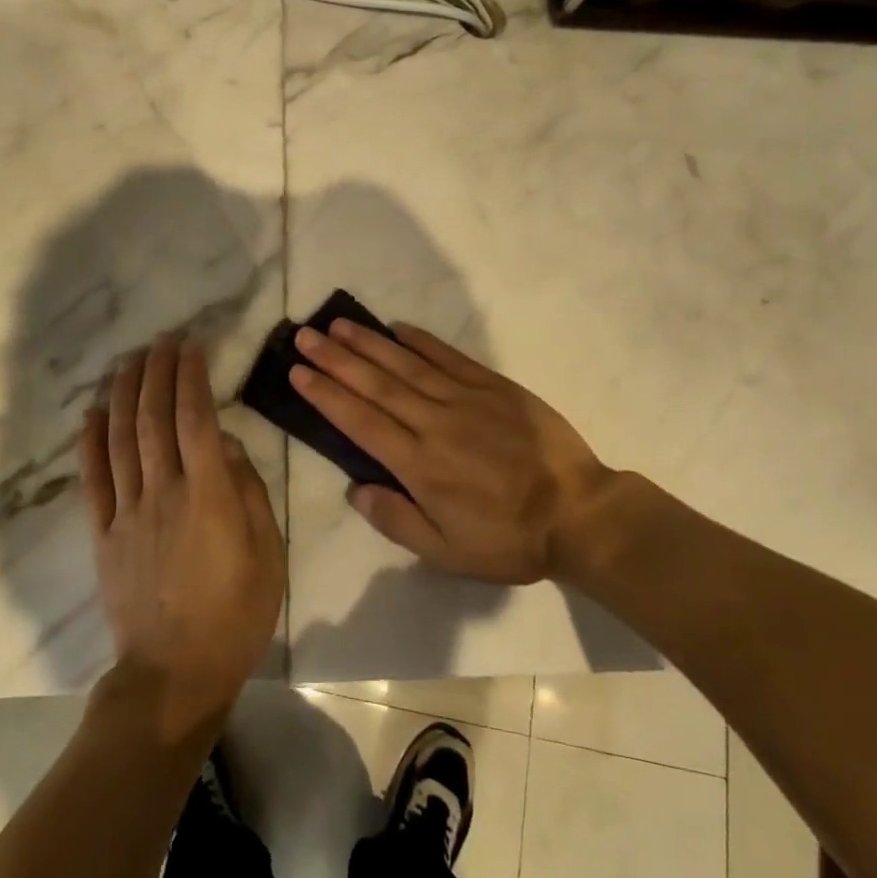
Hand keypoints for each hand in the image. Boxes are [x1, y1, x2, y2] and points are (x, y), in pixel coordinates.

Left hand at [81, 334, 284, 741]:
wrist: (175, 675)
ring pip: (122, 440)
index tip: (192, 346)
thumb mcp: (267, 552)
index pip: (196, 419)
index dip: (191, 377)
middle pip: (155, 419)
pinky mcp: (103, 534)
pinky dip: (91, 442)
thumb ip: (247, 490)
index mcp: (208, 496)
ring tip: (129, 360)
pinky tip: (93, 412)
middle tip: (161, 340)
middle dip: (157, 373)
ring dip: (125, 394)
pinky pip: (93, 480)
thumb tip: (224, 442)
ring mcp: (128, 513)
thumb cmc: (236, 613)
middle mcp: (163, 493)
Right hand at [291, 320, 627, 583]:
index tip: (298, 372)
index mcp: (419, 465)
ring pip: (407, 365)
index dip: (326, 395)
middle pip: (376, 384)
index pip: (361, 421)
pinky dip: (422, 341)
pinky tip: (398, 327)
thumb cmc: (509, 540)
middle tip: (305, 335)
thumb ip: (397, 521)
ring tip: (339, 324)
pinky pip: (450, 358)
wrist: (579, 514)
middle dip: (336, 359)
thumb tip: (355, 489)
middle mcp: (434, 423)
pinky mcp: (494, 386)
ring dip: (369, 343)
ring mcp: (465, 399)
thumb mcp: (448, 553)